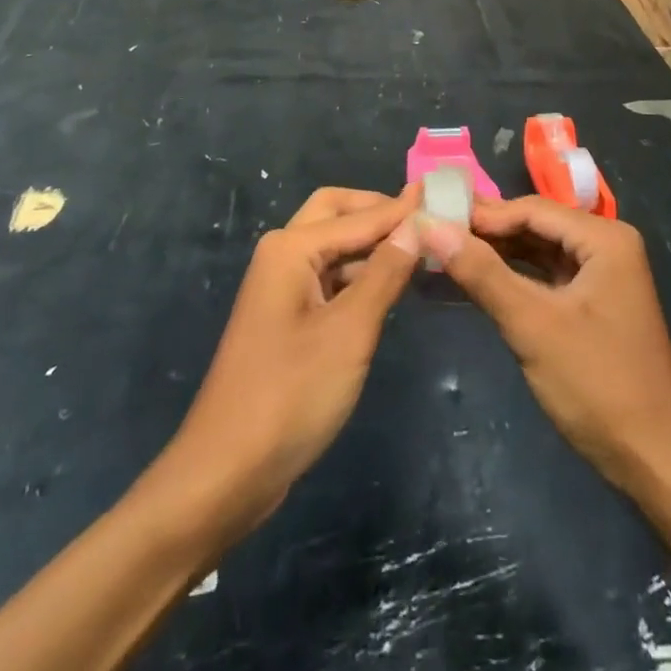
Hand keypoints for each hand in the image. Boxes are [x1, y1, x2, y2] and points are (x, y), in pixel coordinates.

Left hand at [165, 186, 419, 536]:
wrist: (226, 473)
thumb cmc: (291, 395)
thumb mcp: (349, 332)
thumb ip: (385, 273)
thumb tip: (416, 224)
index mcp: (291, 248)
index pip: (359, 215)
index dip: (402, 208)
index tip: (444, 197)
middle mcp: (282, 255)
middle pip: (337, 214)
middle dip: (379, 212)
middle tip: (426, 219)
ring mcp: (282, 287)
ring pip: (334, 247)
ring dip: (372, 244)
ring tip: (422, 250)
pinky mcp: (287, 317)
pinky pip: (329, 278)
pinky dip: (360, 274)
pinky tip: (392, 286)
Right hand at [420, 197, 670, 496]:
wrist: (656, 461)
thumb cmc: (597, 385)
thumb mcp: (533, 325)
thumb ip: (482, 273)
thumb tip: (432, 226)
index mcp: (605, 239)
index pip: (532, 209)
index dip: (482, 214)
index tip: (434, 218)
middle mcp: (608, 245)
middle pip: (537, 225)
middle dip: (488, 233)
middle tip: (434, 234)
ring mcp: (605, 275)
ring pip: (540, 251)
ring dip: (498, 254)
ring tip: (447, 253)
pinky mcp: (596, 303)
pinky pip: (548, 276)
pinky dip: (516, 278)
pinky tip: (480, 280)